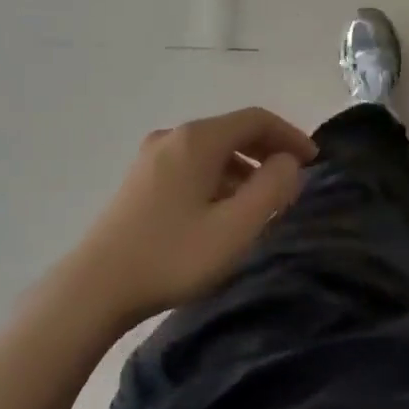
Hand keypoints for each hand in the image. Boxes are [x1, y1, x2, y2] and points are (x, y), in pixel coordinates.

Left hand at [71, 107, 318, 326]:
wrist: (94, 289)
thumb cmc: (173, 256)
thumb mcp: (237, 227)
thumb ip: (272, 188)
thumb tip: (288, 162)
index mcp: (198, 140)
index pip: (256, 119)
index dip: (290, 135)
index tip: (313, 161)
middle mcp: (174, 137)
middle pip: (233, 130)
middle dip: (269, 150)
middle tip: (293, 179)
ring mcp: (152, 157)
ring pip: (212, 150)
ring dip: (245, 167)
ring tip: (263, 201)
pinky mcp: (140, 180)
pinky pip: (193, 165)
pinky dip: (220, 177)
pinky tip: (224, 210)